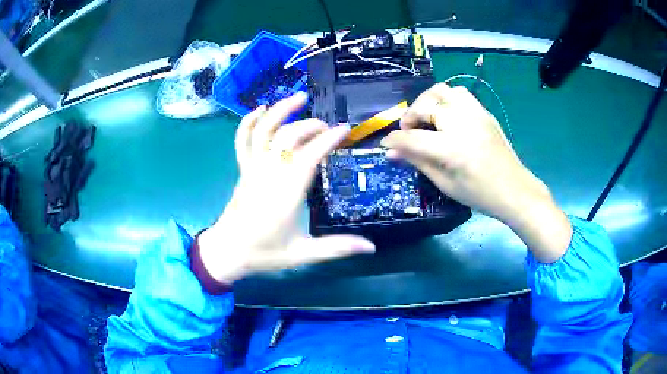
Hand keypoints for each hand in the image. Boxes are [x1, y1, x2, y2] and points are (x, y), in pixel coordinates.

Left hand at [199, 93, 374, 284]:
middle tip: (330, 128)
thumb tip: (371, 247)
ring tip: (299, 96)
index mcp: (287, 192)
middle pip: (289, 136)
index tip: (345, 129)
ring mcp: (253, 168)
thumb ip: (337, 247)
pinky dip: (249, 121)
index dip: (328, 139)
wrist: (228, 251)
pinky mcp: (243, 169)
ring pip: (265, 130)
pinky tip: (260, 109)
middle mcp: (269, 173)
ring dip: (281, 110)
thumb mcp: (303, 253)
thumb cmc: (265, 252)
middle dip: (312, 126)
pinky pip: (243, 140)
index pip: (309, 155)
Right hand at [381, 83, 571, 261]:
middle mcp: (462, 123)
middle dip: (410, 116)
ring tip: (427, 117)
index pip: (412, 137)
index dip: (395, 140)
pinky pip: (460, 94)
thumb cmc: (479, 194)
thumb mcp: (445, 184)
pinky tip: (447, 116)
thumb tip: (393, 152)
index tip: (386, 143)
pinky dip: (446, 99)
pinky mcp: (484, 112)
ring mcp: (475, 113)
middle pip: (425, 105)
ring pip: (442, 90)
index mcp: (451, 147)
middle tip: (409, 130)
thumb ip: (418, 162)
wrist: (514, 190)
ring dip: (428, 101)